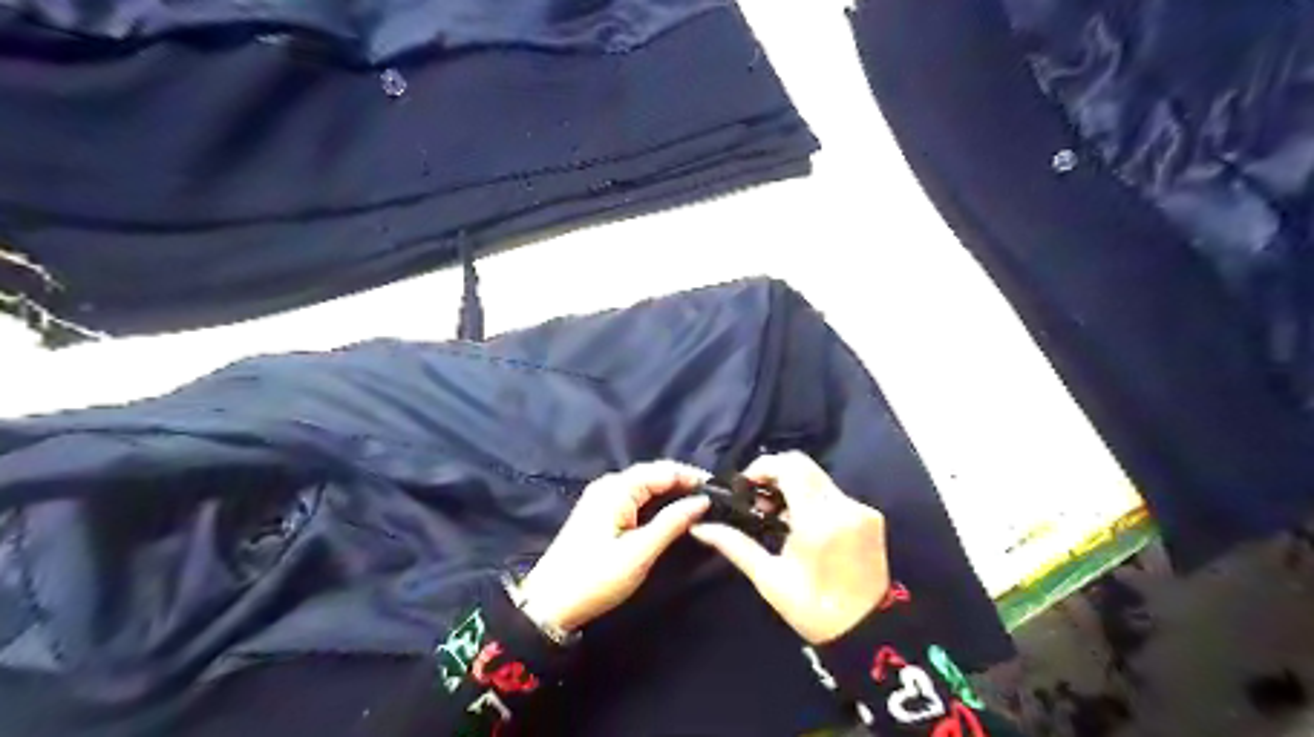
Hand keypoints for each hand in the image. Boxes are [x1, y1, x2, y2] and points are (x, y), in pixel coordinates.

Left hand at [518, 460, 713, 628]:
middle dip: (684, 482)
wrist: (548, 603)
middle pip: (654, 474)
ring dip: (671, 491)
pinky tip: (672, 512)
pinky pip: (635, 496)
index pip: (663, 470)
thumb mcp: (639, 552)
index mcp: (617, 488)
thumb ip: (672, 523)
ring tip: (699, 504)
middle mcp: (609, 484)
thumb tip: (702, 501)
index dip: (692, 477)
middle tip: (714, 498)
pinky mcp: (600, 512)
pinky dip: (657, 501)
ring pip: (645, 485)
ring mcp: (602, 497)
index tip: (720, 490)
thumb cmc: (596, 577)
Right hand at [690, 448, 892, 643]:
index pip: (789, 467)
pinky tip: (804, 525)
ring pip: (818, 478)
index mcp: (818, 521)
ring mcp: (861, 509)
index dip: (763, 467)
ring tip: (778, 516)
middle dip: (776, 475)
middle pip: (804, 465)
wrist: (868, 632)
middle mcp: (843, 506)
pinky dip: (813, 499)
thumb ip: (735, 545)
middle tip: (759, 502)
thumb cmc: (812, 609)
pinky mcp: (871, 516)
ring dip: (794, 486)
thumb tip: (700, 528)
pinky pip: (833, 493)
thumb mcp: (769, 578)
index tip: (746, 487)